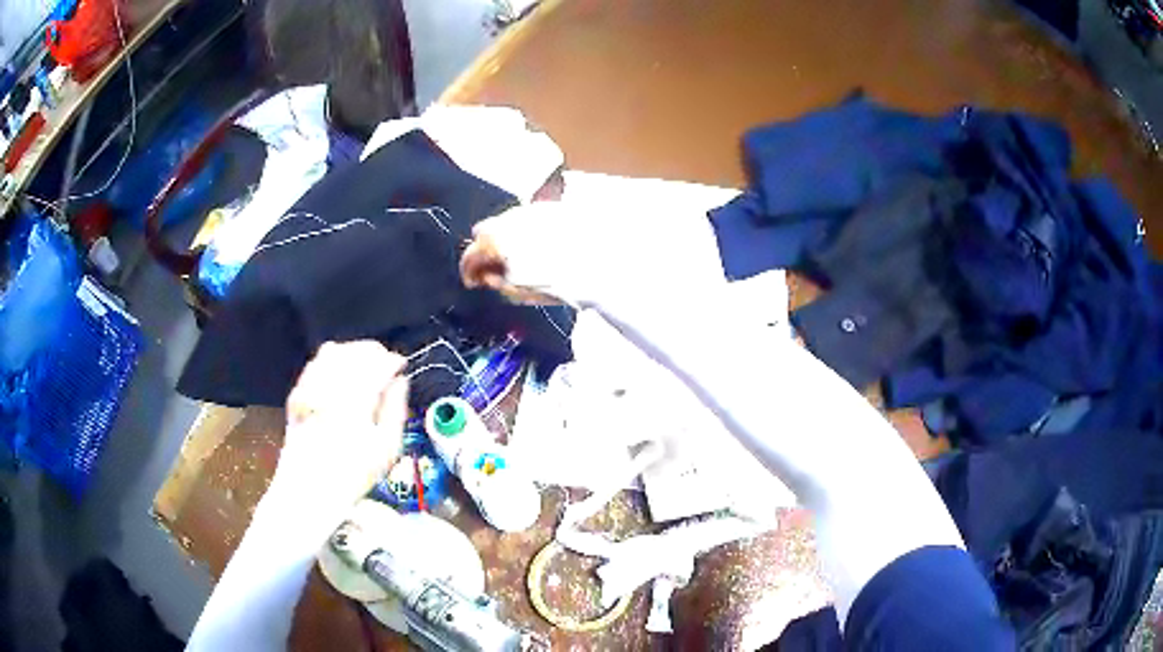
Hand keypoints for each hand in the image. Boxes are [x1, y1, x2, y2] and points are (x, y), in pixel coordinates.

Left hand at [273, 341, 409, 516]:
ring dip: (352, 352)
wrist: (308, 490)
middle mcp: (330, 387)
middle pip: (354, 352)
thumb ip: (396, 409)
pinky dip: (331, 360)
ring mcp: (309, 388)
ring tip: (365, 364)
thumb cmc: (353, 475)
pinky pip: (315, 363)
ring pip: (333, 352)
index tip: (402, 365)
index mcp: (355, 401)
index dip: (393, 360)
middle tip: (386, 363)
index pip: (377, 364)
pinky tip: (340, 373)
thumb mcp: (387, 449)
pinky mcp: (297, 394)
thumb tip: (400, 382)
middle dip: (374, 352)